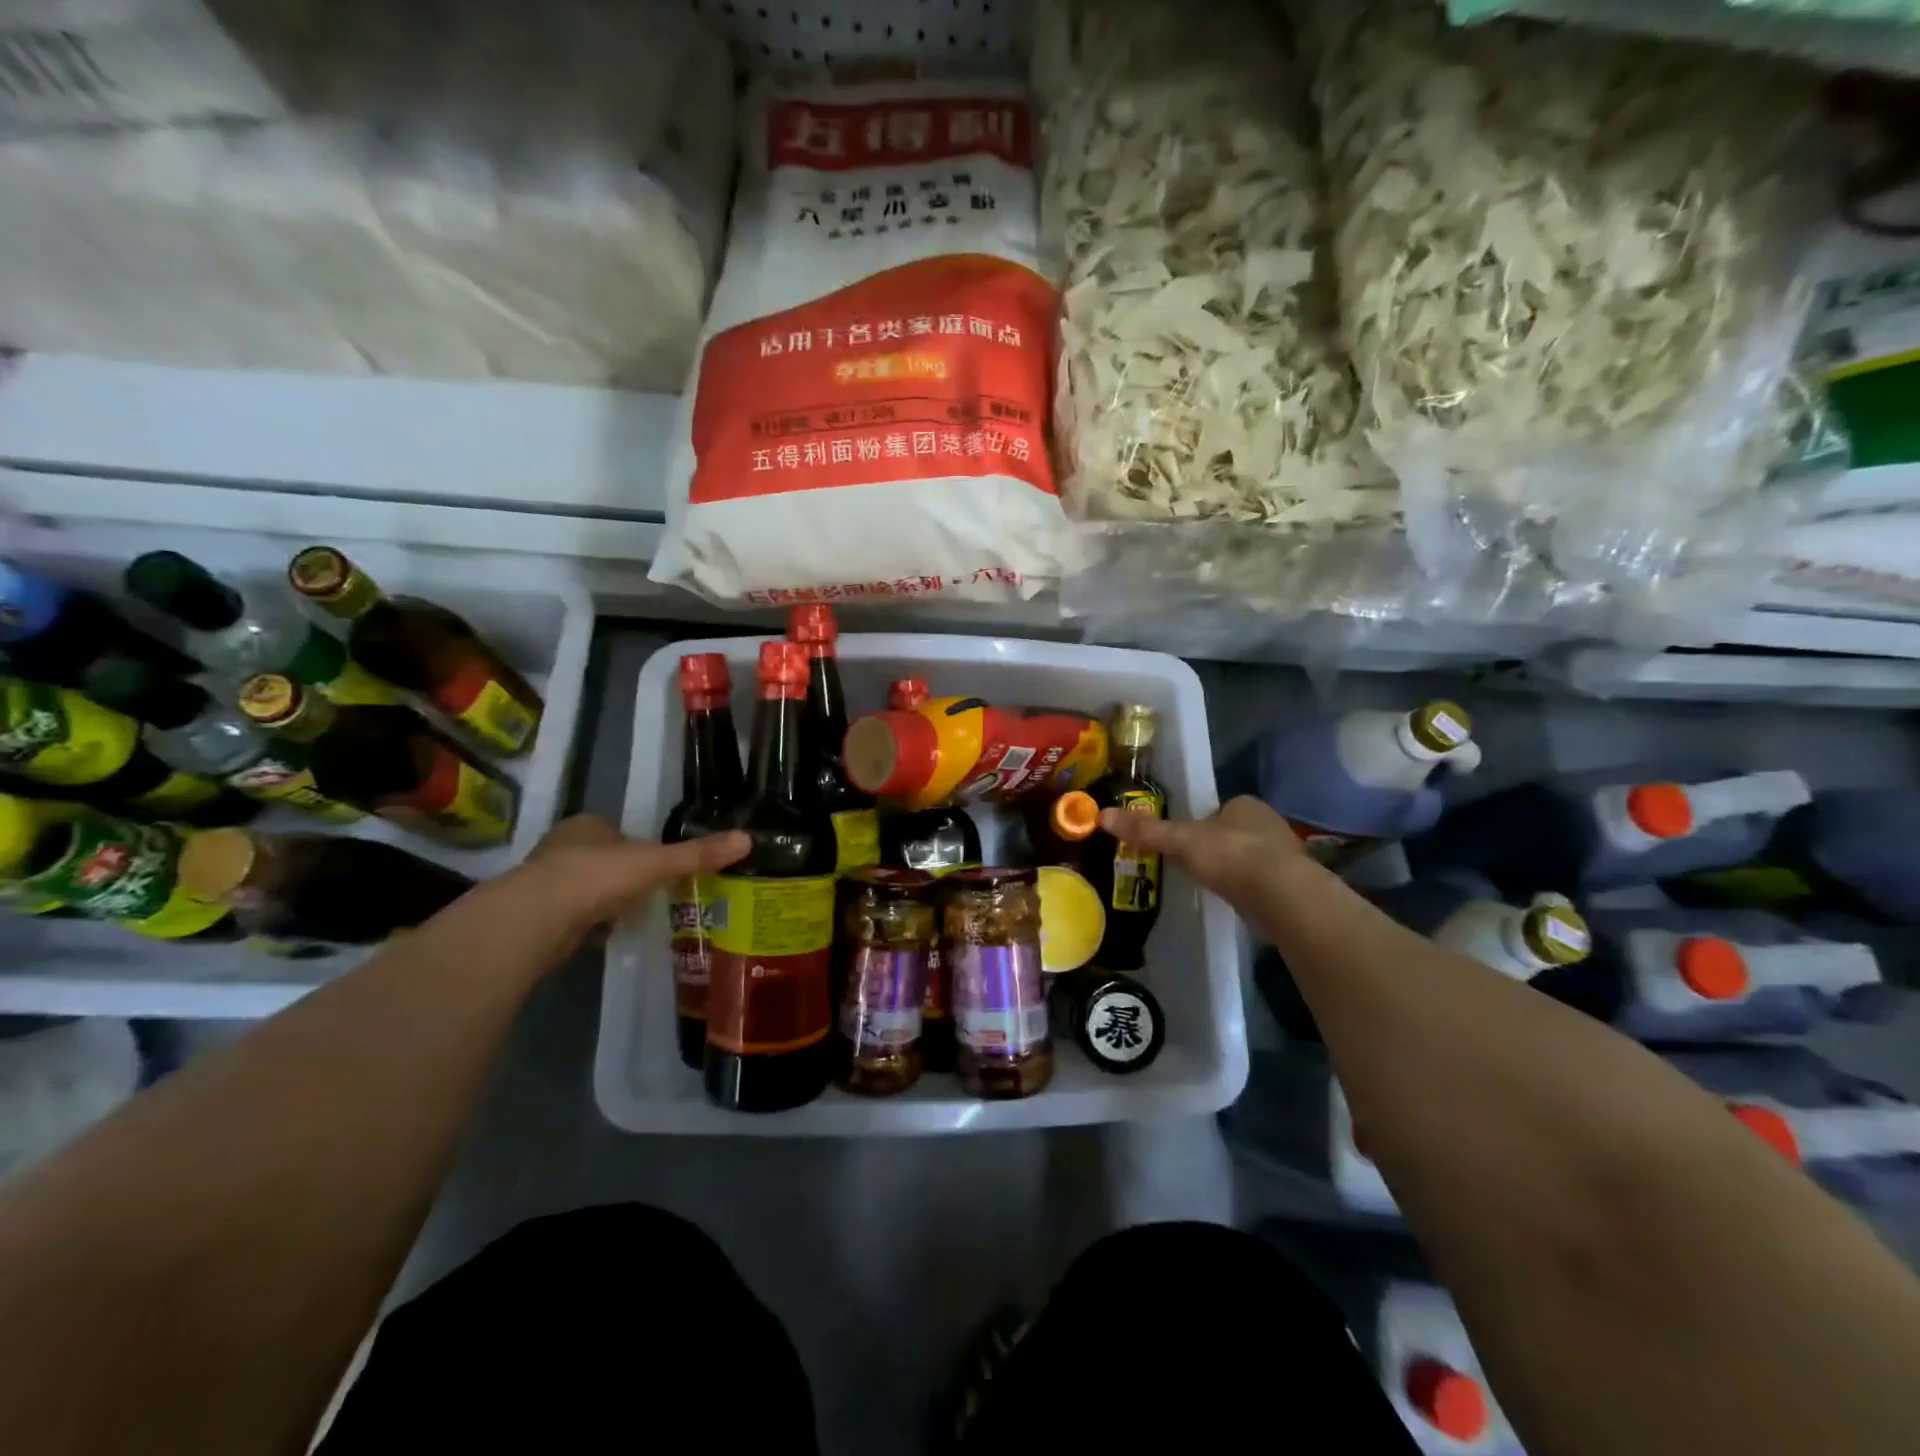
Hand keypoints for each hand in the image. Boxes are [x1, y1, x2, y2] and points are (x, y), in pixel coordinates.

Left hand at [518, 814, 750, 935]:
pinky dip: (587, 924)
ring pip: (584, 887)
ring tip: (630, 916)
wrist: (535, 920)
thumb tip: (747, 838)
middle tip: (648, 892)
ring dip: (603, 900)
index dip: (638, 845)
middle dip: (621, 875)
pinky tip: (604, 935)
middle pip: (601, 858)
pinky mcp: (535, 915)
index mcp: (587, 824)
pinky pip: (571, 915)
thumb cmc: (597, 877)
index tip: (657, 865)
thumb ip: (698, 854)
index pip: (618, 830)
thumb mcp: (657, 863)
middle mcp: (561, 846)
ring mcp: (543, 881)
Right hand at [1098, 795, 1308, 909]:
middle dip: (1215, 847)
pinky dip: (1246, 889)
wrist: (1283, 897)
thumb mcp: (1180, 841)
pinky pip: (1260, 882)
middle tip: (1190, 866)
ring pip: (1247, 857)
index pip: (1216, 809)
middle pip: (1231, 832)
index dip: (1198, 823)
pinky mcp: (1290, 884)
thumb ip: (1145, 830)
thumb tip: (1102, 815)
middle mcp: (1268, 823)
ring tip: (1210, 885)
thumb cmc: (1231, 856)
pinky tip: (1234, 901)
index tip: (1181, 842)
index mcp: (1245, 804)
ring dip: (1232, 869)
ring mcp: (1283, 855)